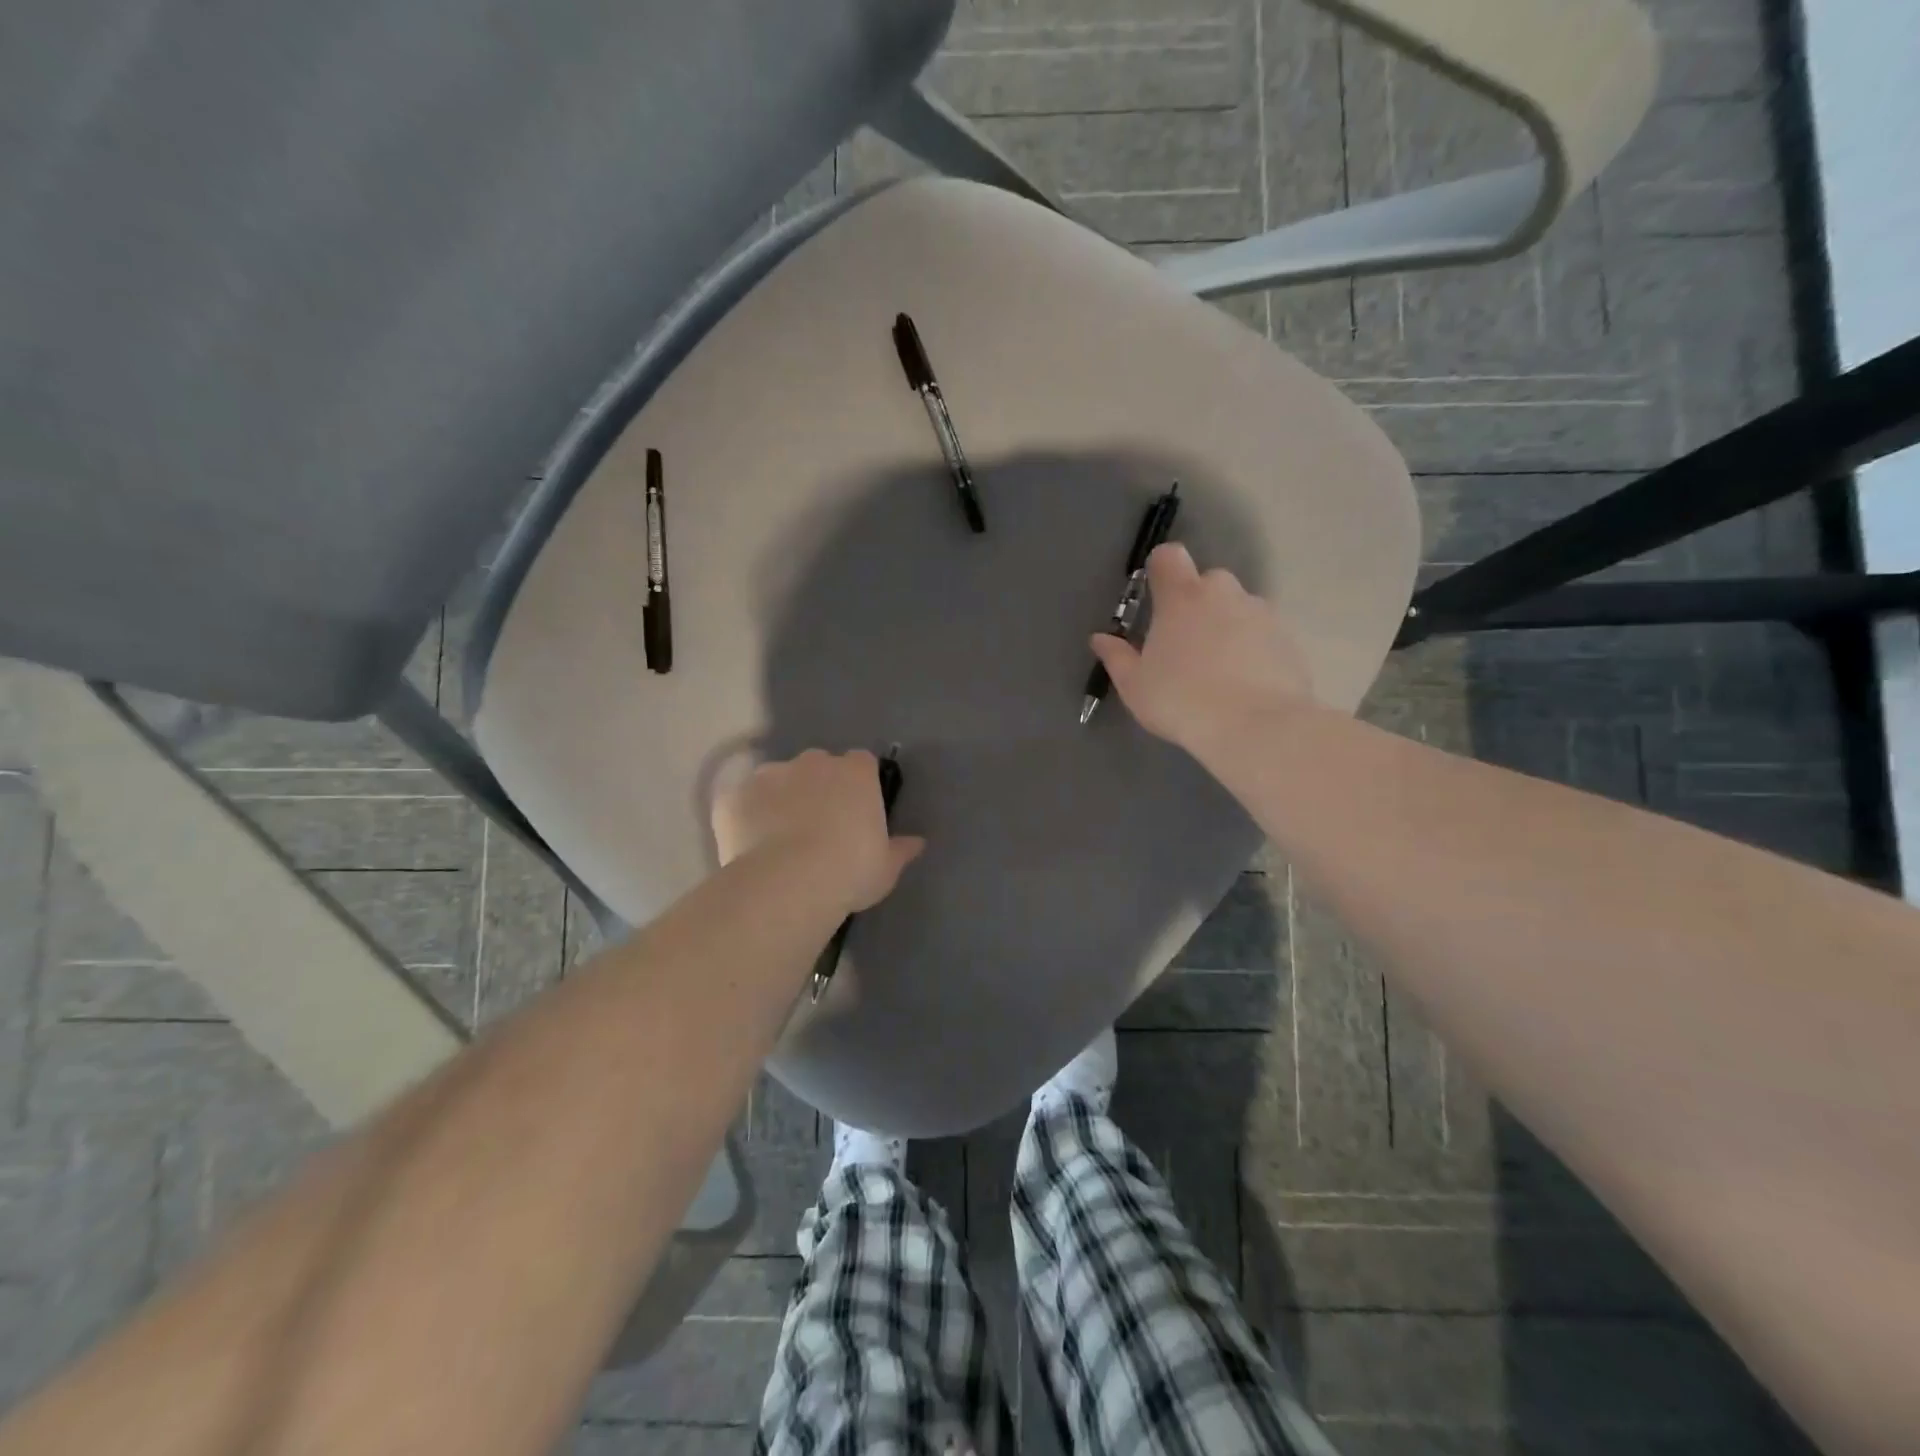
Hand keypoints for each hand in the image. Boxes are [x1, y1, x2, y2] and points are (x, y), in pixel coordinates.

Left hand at [712, 749, 924, 915]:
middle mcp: (812, 762)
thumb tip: (917, 842)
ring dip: (779, 800)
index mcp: (855, 772)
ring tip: (779, 841)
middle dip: (817, 788)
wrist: (787, 883)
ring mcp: (769, 775)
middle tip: (818, 828)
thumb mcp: (886, 868)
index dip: (858, 785)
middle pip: (817, 766)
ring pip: (777, 781)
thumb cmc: (849, 871)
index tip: (856, 812)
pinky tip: (749, 849)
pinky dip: (745, 819)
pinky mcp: (733, 796)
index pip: (862, 764)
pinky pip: (742, 803)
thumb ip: (900, 850)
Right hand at [1091, 544, 1312, 753]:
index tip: (1155, 599)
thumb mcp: (1135, 685)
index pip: (1168, 556)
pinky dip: (1251, 648)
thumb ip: (1116, 656)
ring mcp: (1261, 613)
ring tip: (1218, 670)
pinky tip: (1244, 684)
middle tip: (1184, 645)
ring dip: (1225, 626)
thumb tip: (1100, 638)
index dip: (1160, 571)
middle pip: (1206, 582)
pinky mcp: (1287, 638)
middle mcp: (1224, 593)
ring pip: (1237, 608)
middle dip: (1195, 604)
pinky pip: (1261, 633)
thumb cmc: (1181, 700)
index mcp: (1181, 597)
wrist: (1255, 727)